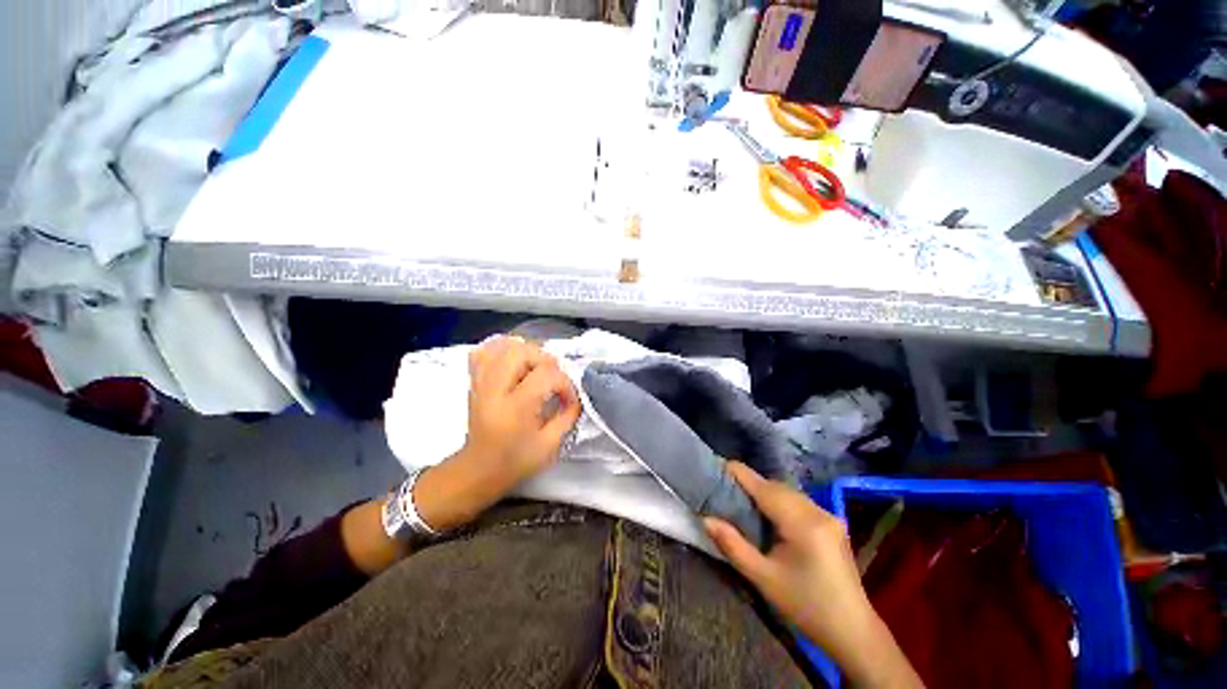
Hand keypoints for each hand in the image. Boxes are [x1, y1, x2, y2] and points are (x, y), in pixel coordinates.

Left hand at [460, 335, 580, 490]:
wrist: (479, 470)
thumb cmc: (516, 461)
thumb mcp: (550, 445)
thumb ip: (568, 417)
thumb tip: (576, 397)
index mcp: (515, 408)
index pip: (545, 375)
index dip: (564, 383)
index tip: (569, 399)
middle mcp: (494, 390)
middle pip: (520, 352)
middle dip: (545, 359)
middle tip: (553, 376)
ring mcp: (480, 383)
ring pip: (501, 347)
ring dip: (525, 352)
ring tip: (536, 368)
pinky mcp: (474, 382)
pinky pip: (483, 352)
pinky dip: (501, 350)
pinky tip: (513, 361)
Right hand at [704, 462, 922, 688]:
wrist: (853, 631)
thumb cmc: (805, 606)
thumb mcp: (763, 579)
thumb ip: (732, 545)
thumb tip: (705, 519)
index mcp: (802, 523)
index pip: (764, 487)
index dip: (739, 474)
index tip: (717, 467)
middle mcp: (817, 511)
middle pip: (776, 486)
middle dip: (750, 483)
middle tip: (725, 490)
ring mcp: (828, 515)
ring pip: (788, 492)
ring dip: (765, 492)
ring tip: (743, 501)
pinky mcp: (832, 522)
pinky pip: (799, 502)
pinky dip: (780, 501)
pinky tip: (770, 515)